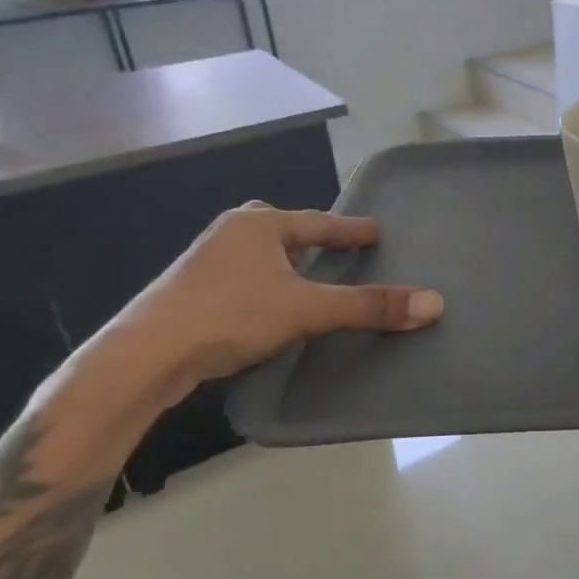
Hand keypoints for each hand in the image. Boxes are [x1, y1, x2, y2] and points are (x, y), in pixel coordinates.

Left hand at [98, 203, 442, 401]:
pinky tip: (271, 309)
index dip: (350, 229)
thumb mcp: (307, 310)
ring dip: (285, 265)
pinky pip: (243, 279)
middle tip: (336, 252)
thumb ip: (369, 306)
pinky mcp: (190, 293)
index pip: (318, 222)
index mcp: (258, 224)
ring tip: (309, 281)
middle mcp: (230, 234)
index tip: (375, 232)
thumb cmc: (230, 316)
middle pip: (282, 230)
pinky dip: (266, 287)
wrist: (145, 356)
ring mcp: (205, 263)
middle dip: (309, 240)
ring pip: (259, 256)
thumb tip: (434, 303)